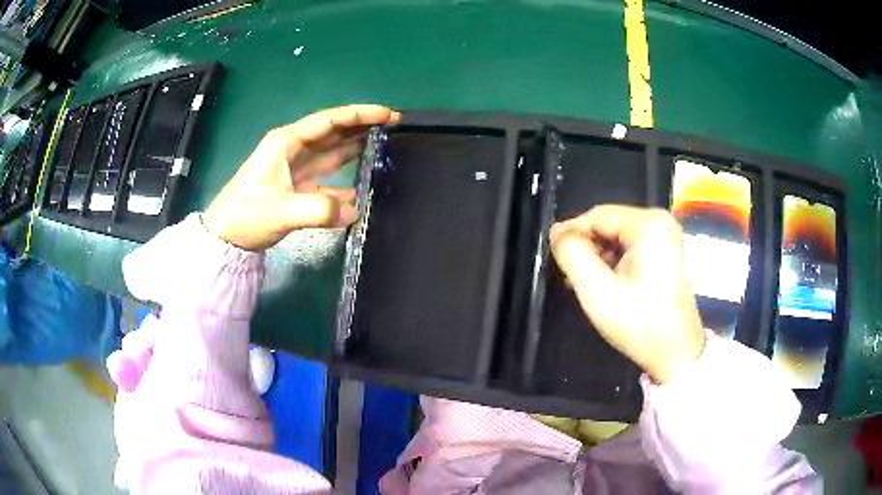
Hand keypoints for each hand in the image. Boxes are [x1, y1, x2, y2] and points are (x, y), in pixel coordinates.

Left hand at [203, 104, 400, 250]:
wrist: (224, 238)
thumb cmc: (246, 215)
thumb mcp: (282, 210)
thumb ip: (320, 210)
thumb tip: (355, 212)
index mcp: (287, 142)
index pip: (329, 121)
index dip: (360, 115)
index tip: (387, 115)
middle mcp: (293, 150)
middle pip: (333, 133)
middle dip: (362, 127)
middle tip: (393, 126)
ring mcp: (295, 169)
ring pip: (331, 154)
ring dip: (355, 149)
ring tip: (383, 147)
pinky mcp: (296, 189)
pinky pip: (326, 181)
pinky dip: (343, 185)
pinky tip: (361, 190)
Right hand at [549, 205, 704, 383]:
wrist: (676, 353)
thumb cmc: (639, 322)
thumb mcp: (597, 291)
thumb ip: (573, 255)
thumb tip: (557, 232)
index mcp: (648, 224)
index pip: (597, 215)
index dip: (571, 234)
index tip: (555, 257)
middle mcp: (660, 222)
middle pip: (609, 224)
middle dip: (587, 248)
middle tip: (570, 275)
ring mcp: (667, 237)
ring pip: (619, 237)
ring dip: (599, 256)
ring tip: (585, 282)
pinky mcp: (667, 253)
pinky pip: (631, 247)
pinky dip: (615, 261)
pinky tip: (606, 283)